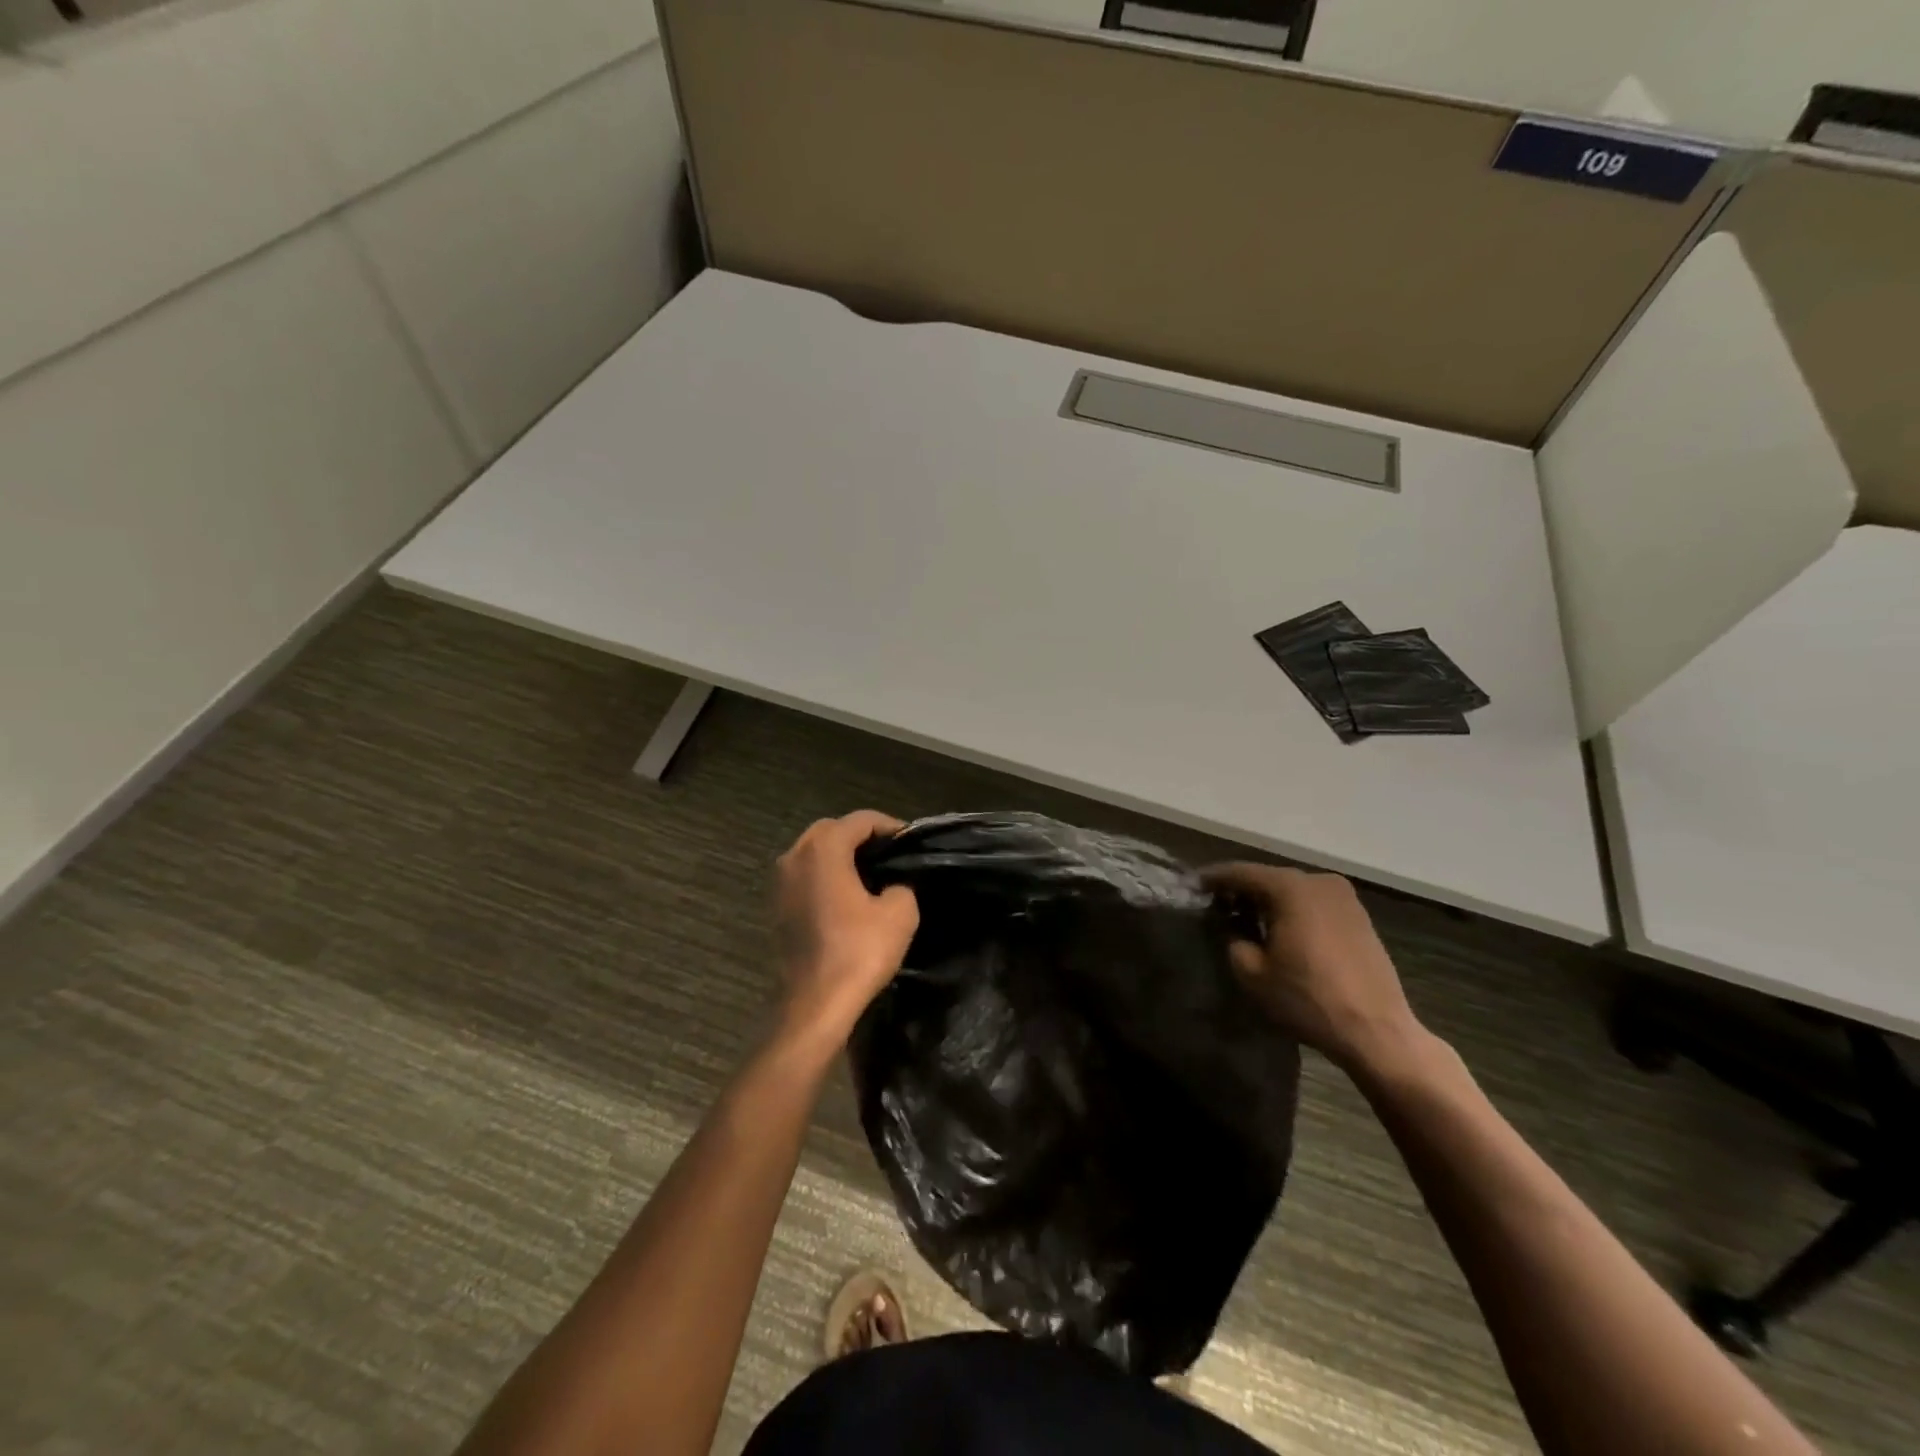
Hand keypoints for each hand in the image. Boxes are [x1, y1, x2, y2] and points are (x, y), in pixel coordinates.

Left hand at [772, 811, 918, 1047]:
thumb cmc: (858, 952)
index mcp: (823, 849)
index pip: (860, 820)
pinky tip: (847, 896)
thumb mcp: (900, 913)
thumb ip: (901, 885)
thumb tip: (893, 885)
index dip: (889, 826)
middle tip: (890, 854)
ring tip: (871, 873)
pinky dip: (825, 876)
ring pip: (813, 852)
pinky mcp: (776, 907)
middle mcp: (794, 856)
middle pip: (832, 830)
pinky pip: (805, 876)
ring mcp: (780, 882)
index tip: (910, 842)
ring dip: (840, 856)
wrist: (814, 1004)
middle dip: (861, 836)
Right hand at [1201, 863, 1423, 1072]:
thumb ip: (1233, 940)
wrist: (1376, 1031)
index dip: (1213, 879)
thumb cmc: (1308, 998)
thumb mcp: (1252, 973)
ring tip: (1247, 919)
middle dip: (1242, 890)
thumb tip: (1234, 928)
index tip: (1192, 885)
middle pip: (1269, 878)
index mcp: (1291, 887)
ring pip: (1293, 891)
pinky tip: (1281, 930)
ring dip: (1269, 901)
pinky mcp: (1359, 917)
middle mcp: (1319, 881)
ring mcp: (1344, 898)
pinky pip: (1314, 904)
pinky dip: (1293, 911)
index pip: (1241, 873)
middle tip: (1217, 904)